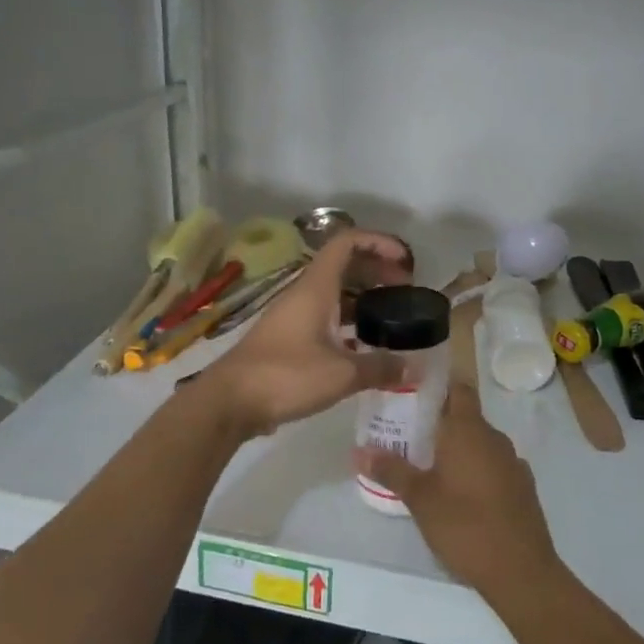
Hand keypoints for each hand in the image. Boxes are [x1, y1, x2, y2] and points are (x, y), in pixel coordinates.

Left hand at [208, 229, 411, 435]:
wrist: (230, 401)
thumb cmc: (286, 375)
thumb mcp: (341, 373)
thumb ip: (380, 367)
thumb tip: (414, 367)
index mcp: (316, 287)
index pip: (348, 243)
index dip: (379, 242)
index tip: (405, 261)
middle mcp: (305, 294)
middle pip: (344, 266)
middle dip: (377, 272)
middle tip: (405, 293)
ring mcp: (294, 316)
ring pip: (335, 295)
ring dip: (364, 300)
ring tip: (392, 320)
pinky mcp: (288, 339)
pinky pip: (325, 319)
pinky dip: (348, 325)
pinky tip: (365, 349)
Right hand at [357, 383, 559, 596]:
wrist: (522, 572)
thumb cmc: (465, 526)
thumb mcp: (420, 499)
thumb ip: (391, 470)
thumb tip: (358, 450)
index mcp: (469, 430)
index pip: (458, 388)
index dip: (437, 387)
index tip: (412, 395)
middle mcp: (494, 438)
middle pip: (466, 416)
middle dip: (439, 423)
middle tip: (408, 436)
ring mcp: (513, 462)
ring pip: (480, 443)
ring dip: (458, 449)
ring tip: (429, 466)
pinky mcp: (523, 487)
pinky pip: (494, 466)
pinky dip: (476, 470)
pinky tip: (460, 494)